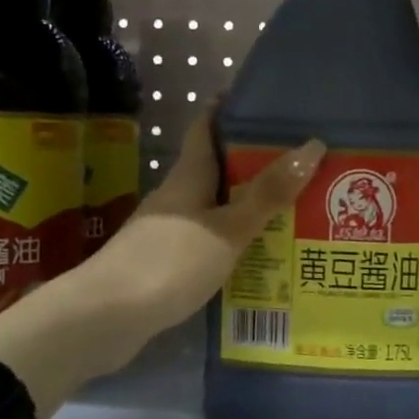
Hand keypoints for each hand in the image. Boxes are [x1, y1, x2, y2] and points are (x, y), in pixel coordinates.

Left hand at [89, 111, 324, 333]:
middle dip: (252, 164)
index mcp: (188, 177)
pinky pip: (207, 241)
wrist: (106, 318)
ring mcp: (166, 231)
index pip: (205, 129)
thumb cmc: (170, 262)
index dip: (227, 110)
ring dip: (245, 207)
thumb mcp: (228, 227)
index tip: (259, 101)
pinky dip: (232, 241)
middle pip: (215, 170)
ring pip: (212, 208)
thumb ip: (268, 193)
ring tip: (290, 211)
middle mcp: (175, 197)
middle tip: (299, 165)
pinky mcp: (163, 263)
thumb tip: (312, 145)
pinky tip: (256, 257)